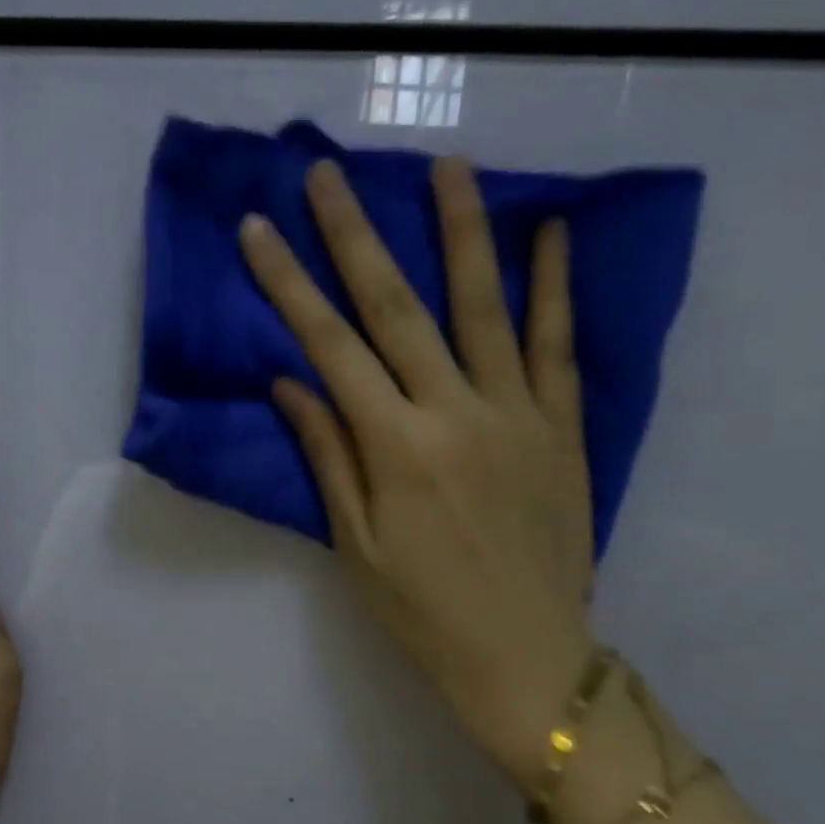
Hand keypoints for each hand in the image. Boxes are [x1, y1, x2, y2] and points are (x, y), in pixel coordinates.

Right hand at [239, 157, 594, 785]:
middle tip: (328, 175)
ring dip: (463, 231)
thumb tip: (291, 384)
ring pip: (484, 305)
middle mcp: (455, 414)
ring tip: (448, 166)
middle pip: (396, 308)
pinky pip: (559, 344)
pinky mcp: (565, 427)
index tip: (259, 231)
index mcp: (395, 448)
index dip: (289, 285)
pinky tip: (552, 232)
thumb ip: (328, 456)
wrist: (528, 657)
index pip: (329, 347)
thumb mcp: (356, 545)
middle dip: (355, 236)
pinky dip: (554, 286)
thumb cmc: (423, 610)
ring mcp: (518, 413)